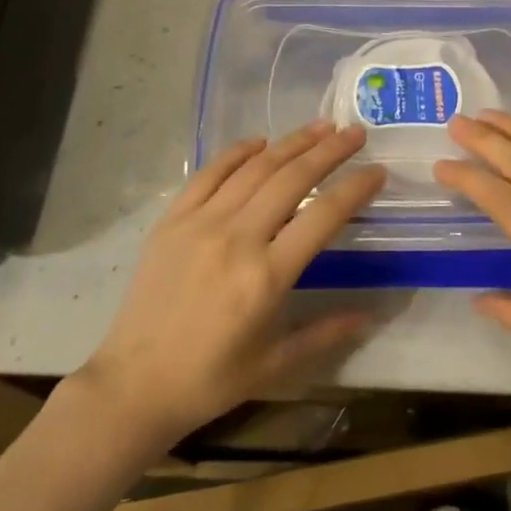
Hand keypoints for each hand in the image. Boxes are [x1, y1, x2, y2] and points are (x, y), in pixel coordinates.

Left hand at [79, 122, 382, 450]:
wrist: (134, 384)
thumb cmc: (211, 379)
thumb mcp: (276, 364)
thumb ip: (326, 333)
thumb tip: (370, 314)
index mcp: (267, 277)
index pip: (323, 216)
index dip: (355, 188)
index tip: (377, 169)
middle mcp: (237, 238)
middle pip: (292, 179)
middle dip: (329, 151)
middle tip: (354, 132)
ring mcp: (201, 223)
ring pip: (255, 168)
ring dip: (291, 143)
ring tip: (320, 126)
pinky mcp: (173, 220)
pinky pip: (210, 173)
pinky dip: (238, 152)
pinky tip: (260, 141)